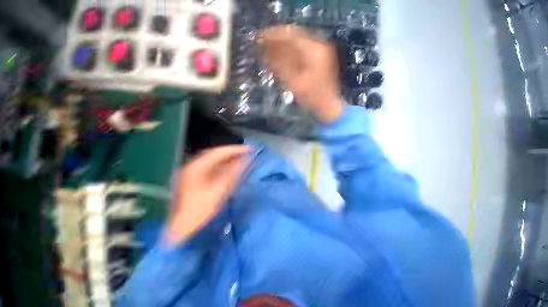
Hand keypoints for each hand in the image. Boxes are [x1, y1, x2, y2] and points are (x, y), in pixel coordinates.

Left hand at [166, 145, 249, 244]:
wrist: (180, 229)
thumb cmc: (199, 211)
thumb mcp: (218, 192)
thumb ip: (232, 175)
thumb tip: (245, 161)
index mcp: (196, 168)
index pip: (218, 153)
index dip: (235, 150)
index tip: (249, 149)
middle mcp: (193, 166)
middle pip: (216, 155)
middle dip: (232, 153)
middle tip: (247, 153)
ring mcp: (193, 172)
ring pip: (215, 161)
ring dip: (228, 159)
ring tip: (242, 158)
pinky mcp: (196, 179)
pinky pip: (213, 168)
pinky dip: (224, 167)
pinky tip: (232, 168)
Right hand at [260, 25, 344, 123]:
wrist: (328, 106)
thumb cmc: (311, 97)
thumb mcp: (294, 82)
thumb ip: (280, 65)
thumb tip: (266, 52)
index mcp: (314, 49)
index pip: (290, 35)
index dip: (274, 35)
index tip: (259, 38)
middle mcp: (319, 45)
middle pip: (294, 37)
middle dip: (277, 40)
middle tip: (263, 45)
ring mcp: (321, 52)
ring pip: (298, 43)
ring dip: (283, 47)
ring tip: (269, 51)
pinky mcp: (320, 59)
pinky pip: (302, 51)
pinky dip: (291, 53)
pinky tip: (282, 58)